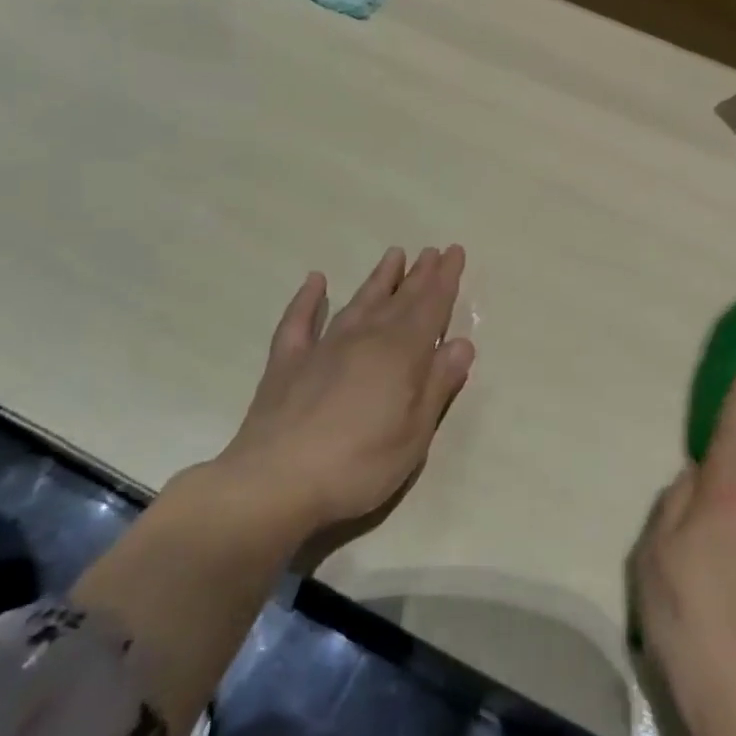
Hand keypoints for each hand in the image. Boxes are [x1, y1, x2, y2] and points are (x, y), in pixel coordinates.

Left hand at [210, 245, 474, 550]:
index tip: (455, 252)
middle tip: (434, 250)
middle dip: (420, 275)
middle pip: (399, 300)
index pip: (431, 307)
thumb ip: (438, 384)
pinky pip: (299, 321)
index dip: (445, 279)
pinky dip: (308, 299)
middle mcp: (365, 339)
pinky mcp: (287, 363)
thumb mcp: (415, 433)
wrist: (274, 484)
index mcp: (401, 354)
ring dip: (378, 279)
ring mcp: (322, 347)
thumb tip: (462, 343)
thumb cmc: (358, 464)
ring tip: (394, 255)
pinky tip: (316, 281)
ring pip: (358, 302)